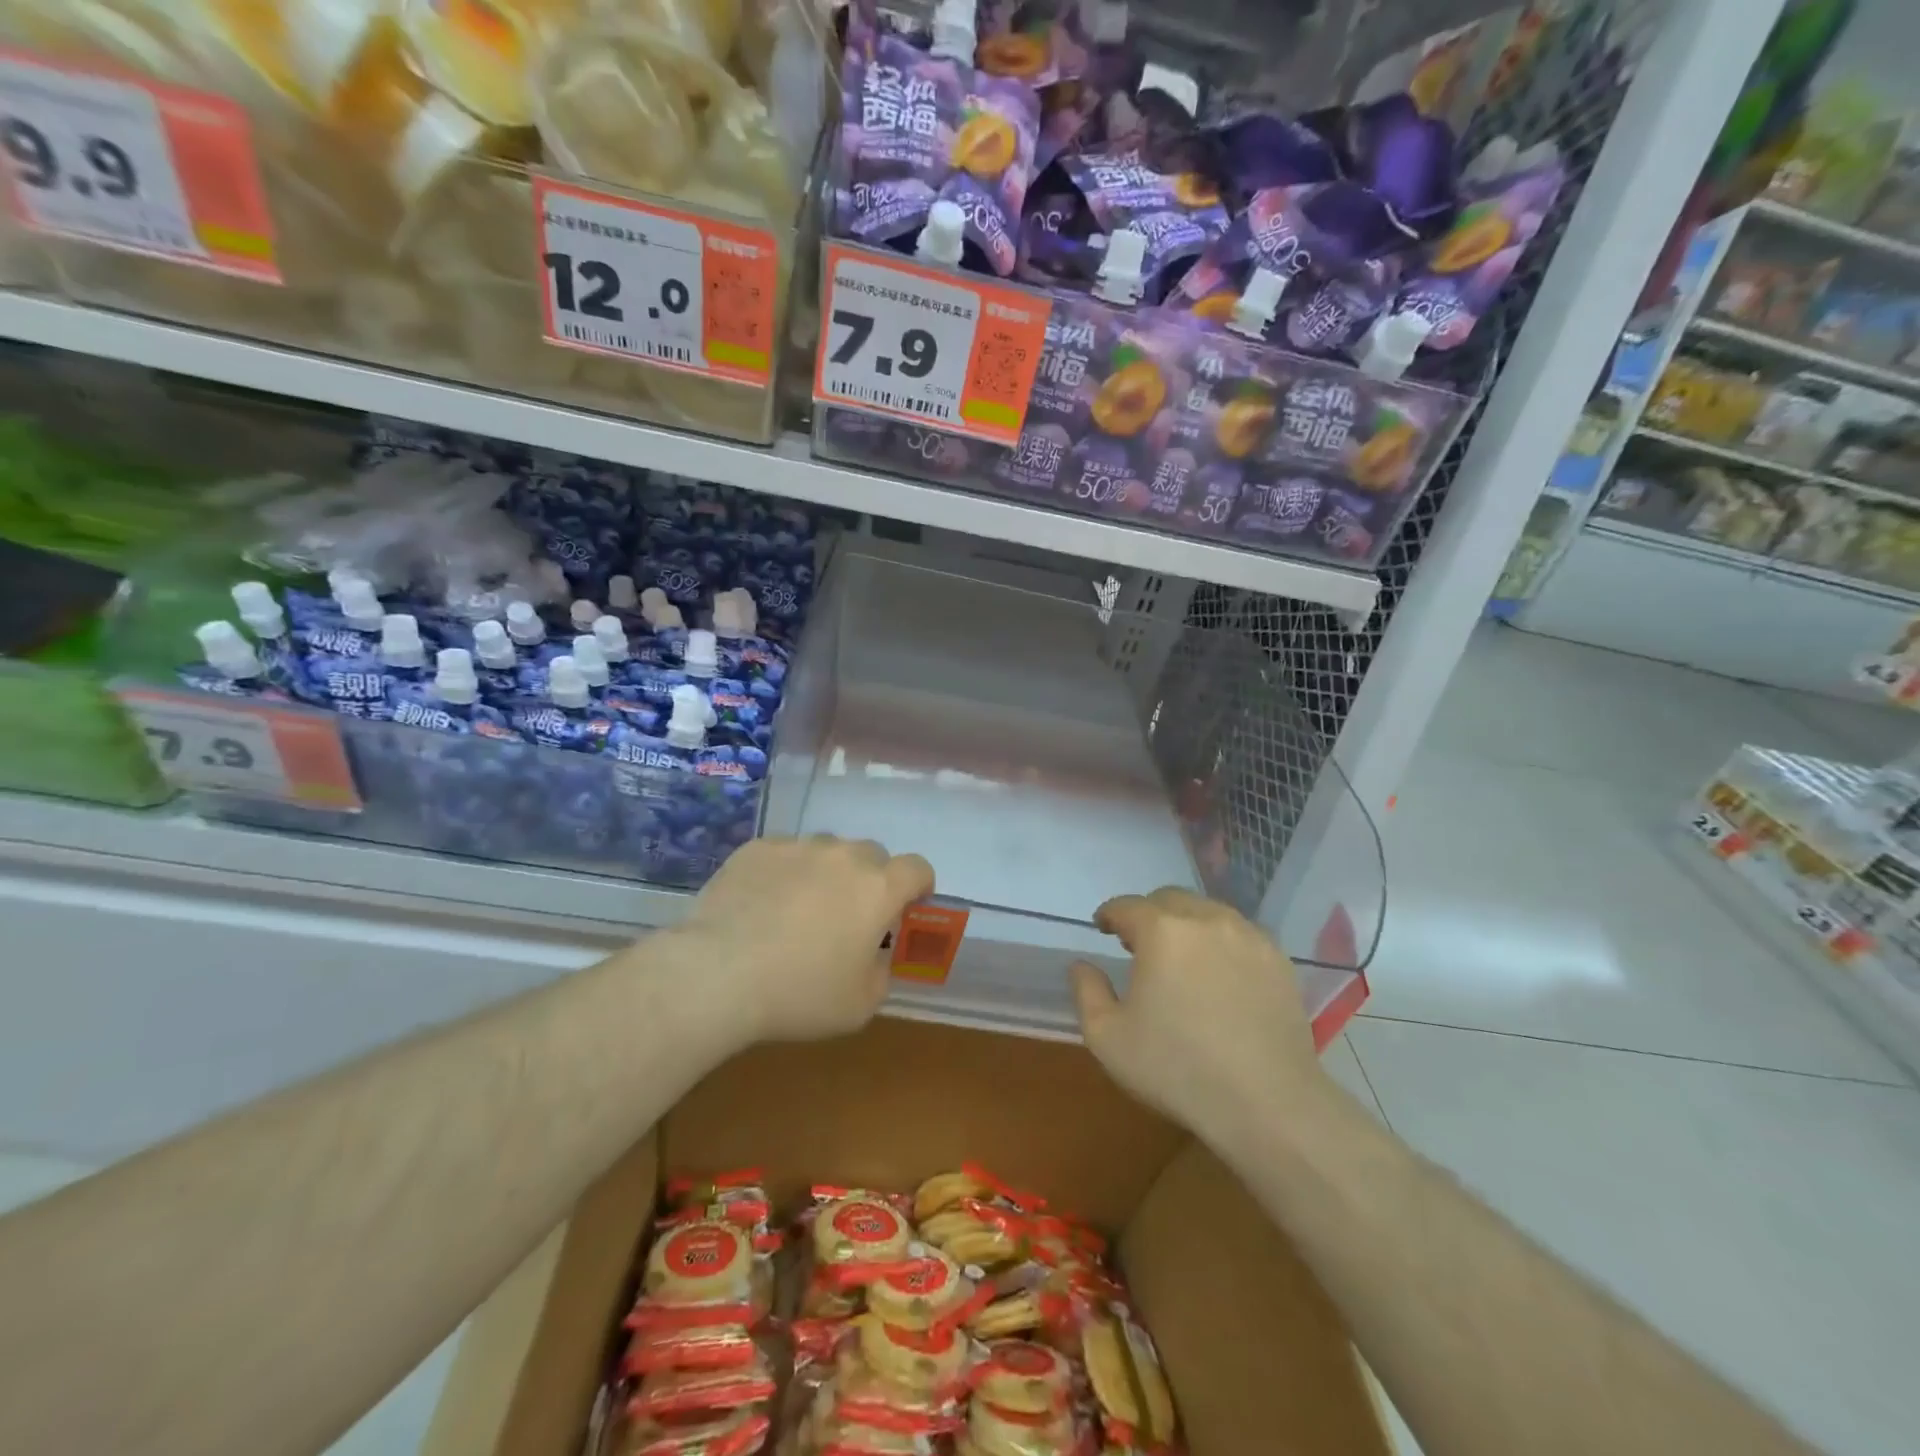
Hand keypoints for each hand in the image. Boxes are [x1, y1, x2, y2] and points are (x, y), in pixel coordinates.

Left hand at [675, 836, 933, 1044]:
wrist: (718, 975)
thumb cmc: (799, 994)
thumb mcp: (860, 1005)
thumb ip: (881, 972)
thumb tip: (874, 956)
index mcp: (879, 888)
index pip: (918, 868)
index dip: (918, 886)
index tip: (905, 908)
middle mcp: (844, 856)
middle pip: (871, 855)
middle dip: (869, 880)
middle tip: (848, 916)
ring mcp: (798, 847)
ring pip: (826, 850)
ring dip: (826, 872)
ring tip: (799, 909)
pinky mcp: (757, 848)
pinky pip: (784, 854)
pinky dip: (783, 872)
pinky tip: (762, 904)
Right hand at [1071, 888, 1329, 1143]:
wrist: (1267, 1103)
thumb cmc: (1177, 1068)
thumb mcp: (1108, 1038)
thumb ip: (1087, 991)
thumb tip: (1082, 965)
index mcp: (1161, 931)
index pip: (1126, 906)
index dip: (1110, 915)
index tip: (1103, 929)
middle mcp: (1205, 919)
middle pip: (1168, 900)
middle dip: (1148, 914)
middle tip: (1139, 945)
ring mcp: (1247, 936)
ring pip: (1207, 911)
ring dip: (1185, 924)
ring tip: (1180, 956)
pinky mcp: (1277, 959)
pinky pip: (1239, 934)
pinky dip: (1220, 941)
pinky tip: (1219, 973)